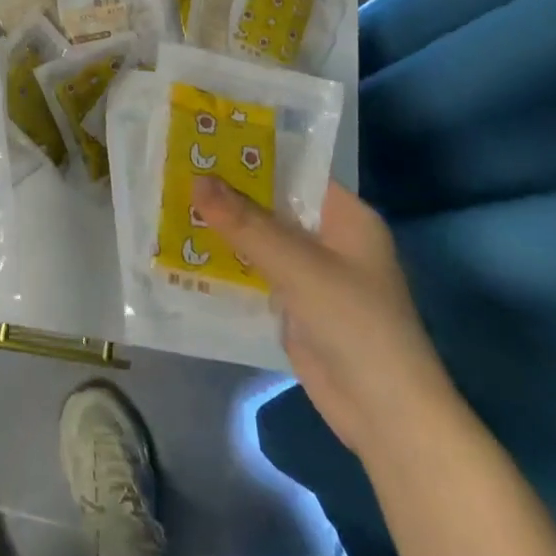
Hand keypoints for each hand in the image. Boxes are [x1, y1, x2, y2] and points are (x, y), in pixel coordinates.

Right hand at [195, 176, 449, 457]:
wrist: (385, 415)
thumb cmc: (354, 323)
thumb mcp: (298, 266)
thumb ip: (246, 223)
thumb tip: (197, 179)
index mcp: (345, 216)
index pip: (294, 170)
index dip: (252, 154)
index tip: (205, 140)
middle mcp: (328, 238)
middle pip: (272, 204)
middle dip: (229, 192)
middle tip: (177, 168)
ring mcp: (310, 273)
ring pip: (260, 239)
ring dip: (223, 228)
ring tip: (170, 201)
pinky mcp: (293, 305)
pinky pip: (254, 272)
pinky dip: (226, 262)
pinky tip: (186, 250)